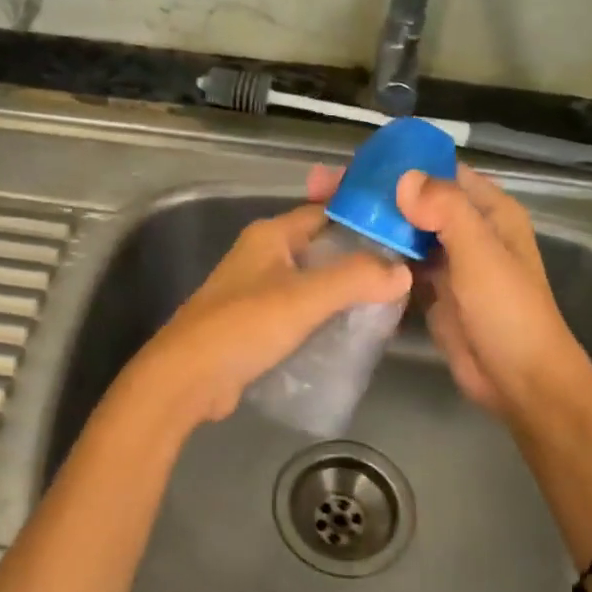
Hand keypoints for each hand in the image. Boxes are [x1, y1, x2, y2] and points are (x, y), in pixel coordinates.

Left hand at [125, 203, 412, 429]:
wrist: (188, 378)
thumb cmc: (244, 326)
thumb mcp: (304, 298)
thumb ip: (355, 279)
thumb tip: (403, 271)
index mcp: (269, 236)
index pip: (325, 212)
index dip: (363, 218)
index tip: (402, 232)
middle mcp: (262, 256)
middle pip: (321, 248)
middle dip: (359, 260)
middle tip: (403, 274)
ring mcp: (256, 291)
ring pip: (311, 283)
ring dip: (342, 292)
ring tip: (386, 305)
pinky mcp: (255, 325)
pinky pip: (299, 312)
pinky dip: (323, 318)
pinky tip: (350, 333)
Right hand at [308, 162, 585, 422]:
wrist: (517, 380)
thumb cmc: (507, 311)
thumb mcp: (481, 255)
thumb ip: (447, 211)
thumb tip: (403, 179)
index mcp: (488, 211)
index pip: (439, 172)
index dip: (399, 164)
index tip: (353, 164)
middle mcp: (467, 230)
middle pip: (415, 201)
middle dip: (374, 195)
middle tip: (323, 190)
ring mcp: (447, 262)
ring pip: (403, 233)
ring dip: (370, 225)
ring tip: (322, 217)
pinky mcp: (431, 291)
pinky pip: (399, 265)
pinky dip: (375, 258)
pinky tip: (340, 253)